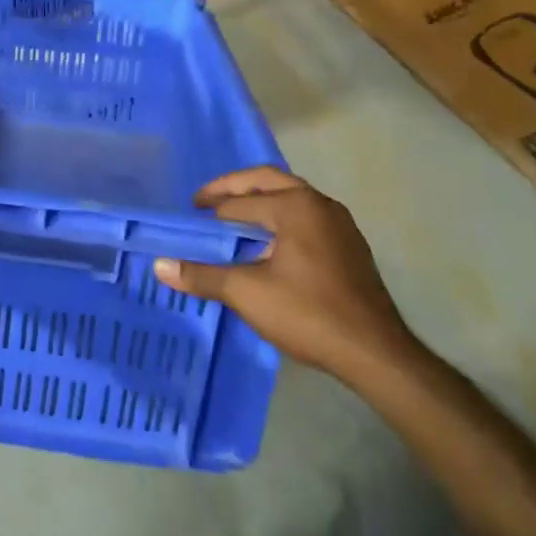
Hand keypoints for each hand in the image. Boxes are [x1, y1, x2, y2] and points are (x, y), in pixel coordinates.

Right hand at [153, 167, 419, 382]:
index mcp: (295, 205)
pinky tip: (268, 246)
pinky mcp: (350, 246)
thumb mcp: (246, 293)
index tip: (187, 220)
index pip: (239, 203)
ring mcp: (340, 224)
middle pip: (267, 181)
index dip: (209, 213)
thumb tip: (159, 266)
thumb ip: (202, 275)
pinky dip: (279, 219)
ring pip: (289, 198)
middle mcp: (319, 204)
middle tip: (204, 202)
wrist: (376, 354)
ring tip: (232, 222)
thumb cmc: (308, 313)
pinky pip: (305, 217)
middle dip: (232, 189)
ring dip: (258, 203)